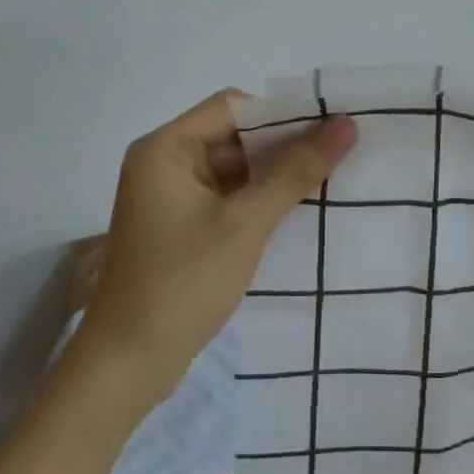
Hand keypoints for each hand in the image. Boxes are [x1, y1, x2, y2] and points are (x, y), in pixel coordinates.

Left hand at [75, 91, 357, 407]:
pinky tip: (298, 208)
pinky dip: (258, 199)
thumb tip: (346, 126)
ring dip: (275, 174)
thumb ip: (295, 172)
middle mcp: (164, 162)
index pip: (233, 107)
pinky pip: (226, 197)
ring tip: (330, 177)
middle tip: (341, 151)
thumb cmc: (182, 284)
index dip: (282, 113)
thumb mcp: (245, 224)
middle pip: (233, 135)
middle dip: (284, 145)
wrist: (128, 367)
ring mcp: (171, 196)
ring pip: (233, 168)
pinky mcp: (180, 226)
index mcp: (165, 148)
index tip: (331, 126)